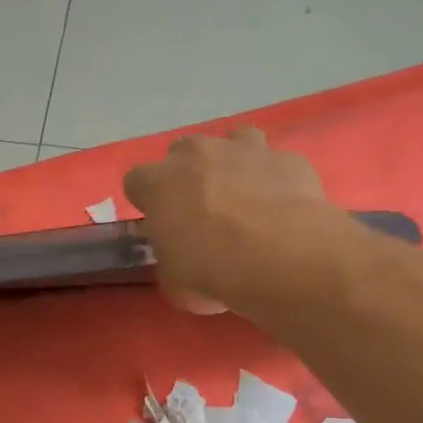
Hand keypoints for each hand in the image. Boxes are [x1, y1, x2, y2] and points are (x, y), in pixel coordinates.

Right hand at [123, 129, 340, 315]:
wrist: (282, 257)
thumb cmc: (212, 271)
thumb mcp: (173, 281)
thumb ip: (169, 260)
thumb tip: (178, 257)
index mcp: (159, 183)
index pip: (136, 181)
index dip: (147, 201)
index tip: (159, 223)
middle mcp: (198, 154)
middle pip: (182, 152)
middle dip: (188, 176)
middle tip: (201, 211)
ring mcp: (245, 150)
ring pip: (232, 141)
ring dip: (233, 163)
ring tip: (244, 196)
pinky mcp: (287, 159)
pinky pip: (275, 163)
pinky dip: (275, 180)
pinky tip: (283, 207)